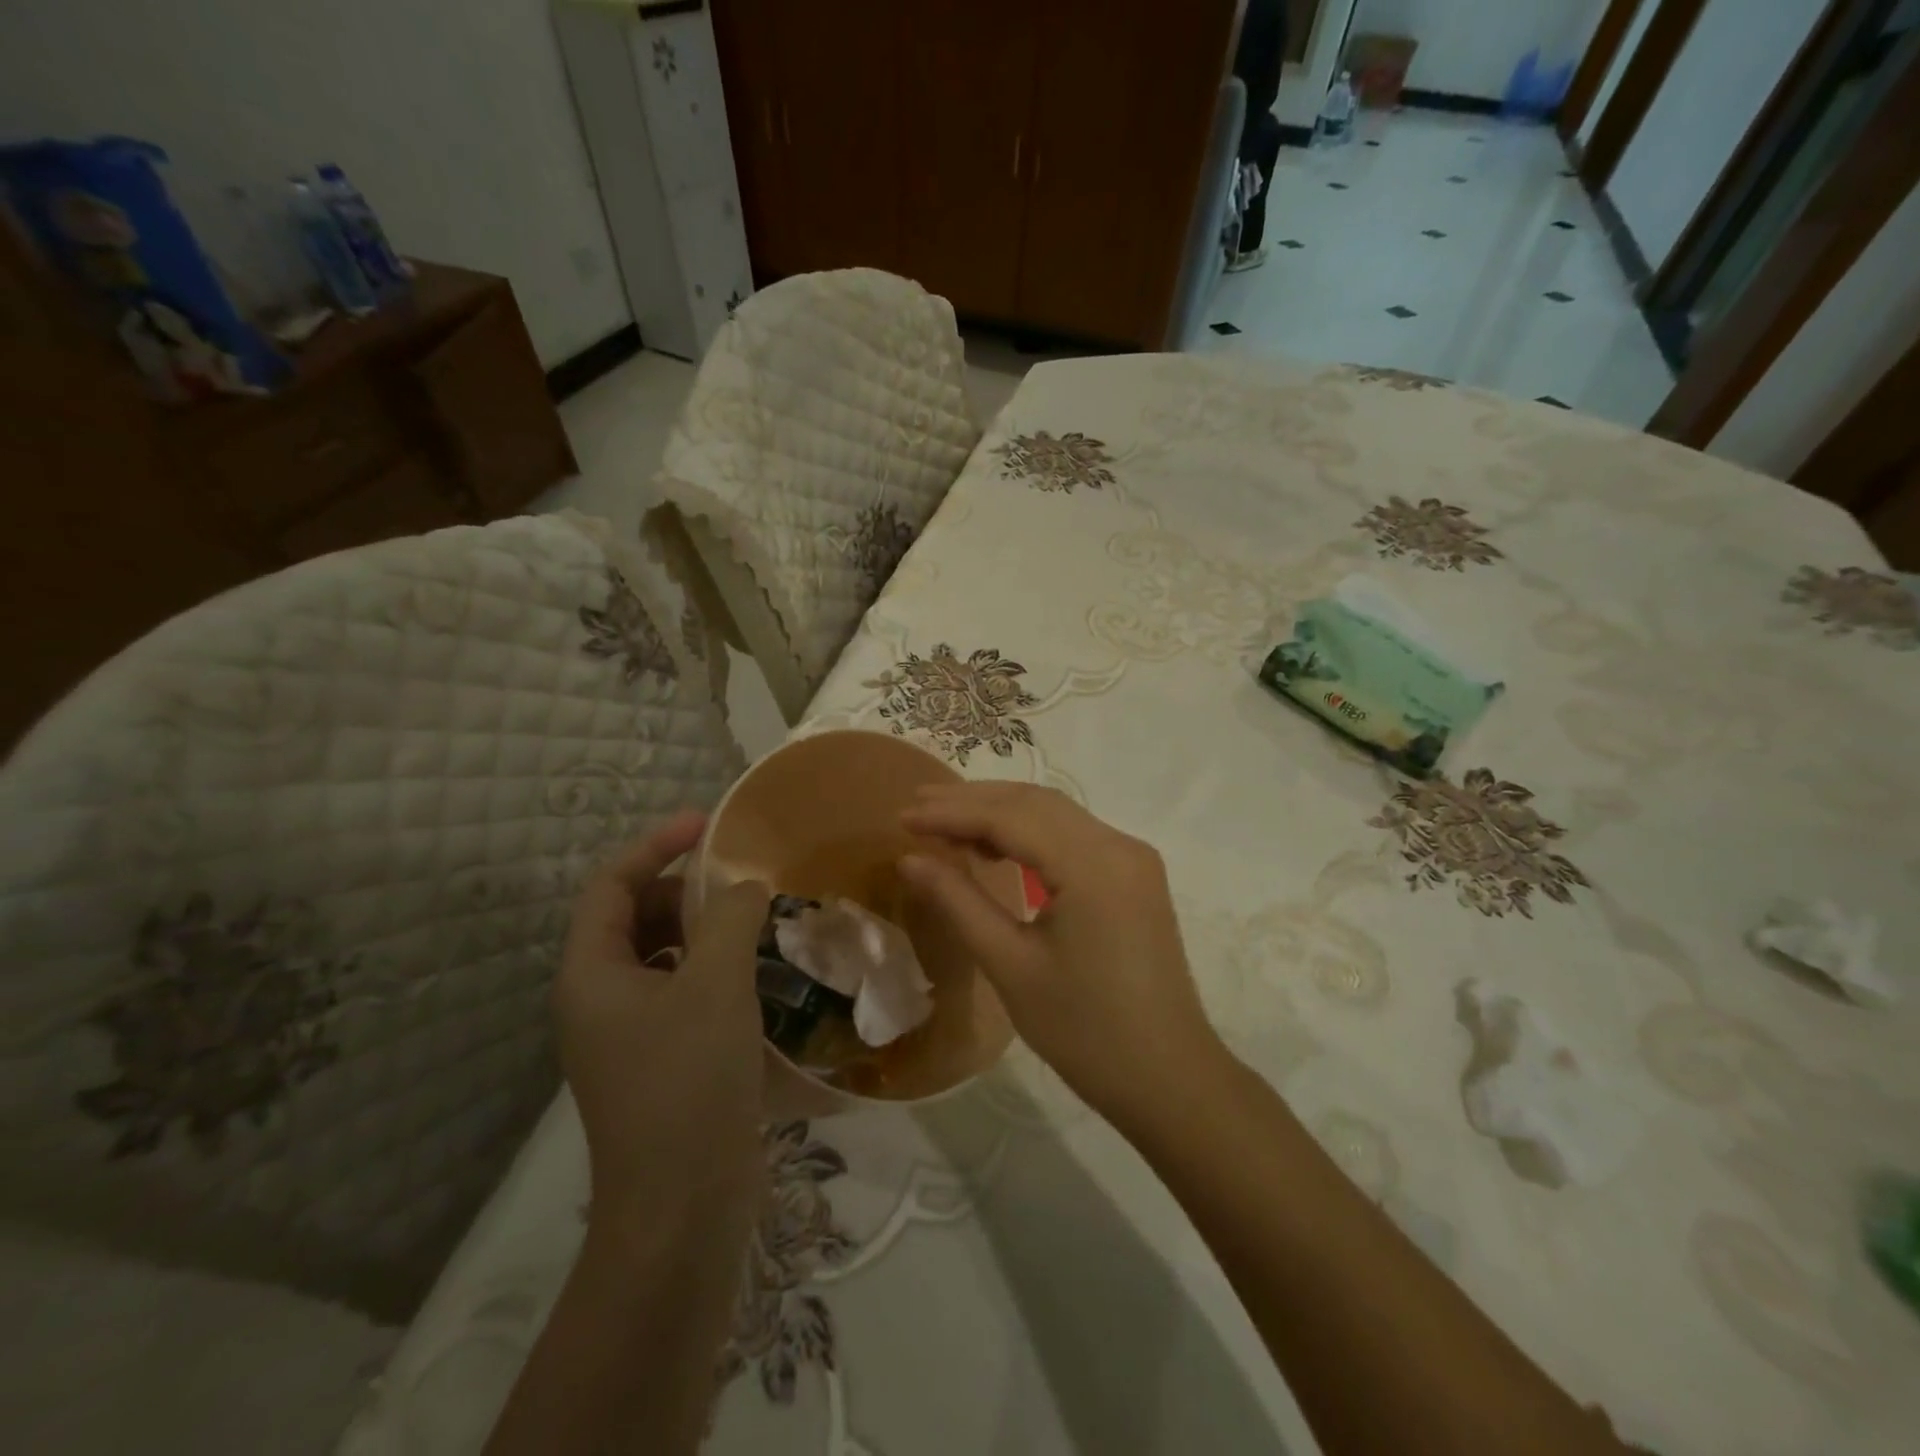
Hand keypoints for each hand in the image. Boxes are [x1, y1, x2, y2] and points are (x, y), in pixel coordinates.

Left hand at [555, 811, 771, 1233]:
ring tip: (755, 920)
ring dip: (704, 929)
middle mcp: (599, 998)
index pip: (610, 885)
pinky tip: (757, 972)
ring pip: (662, 955)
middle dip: (684, 888)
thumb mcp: (716, 985)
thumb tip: (746, 886)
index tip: (707, 824)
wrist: (683, 1206)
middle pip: (634, 916)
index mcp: (591, 974)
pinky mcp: (661, 1059)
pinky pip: (683, 990)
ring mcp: (629, 1033)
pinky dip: (714, 968)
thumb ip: (731, 917)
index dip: (655, 844)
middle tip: (740, 880)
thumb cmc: (688, 1082)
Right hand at [897, 783, 1221, 1128]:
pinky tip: (996, 848)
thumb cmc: (1084, 1031)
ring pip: (1056, 814)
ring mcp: (1132, 858)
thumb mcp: (1011, 965)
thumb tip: (910, 858)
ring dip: (1000, 812)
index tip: (903, 815)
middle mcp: (1119, 845)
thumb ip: (959, 902)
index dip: (952, 812)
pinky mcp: (1134, 875)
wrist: (1167, 1078)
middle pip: (1035, 803)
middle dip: (973, 801)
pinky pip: (1074, 836)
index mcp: (1093, 865)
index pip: (1011, 816)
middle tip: (917, 805)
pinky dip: (1030, 832)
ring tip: (945, 823)